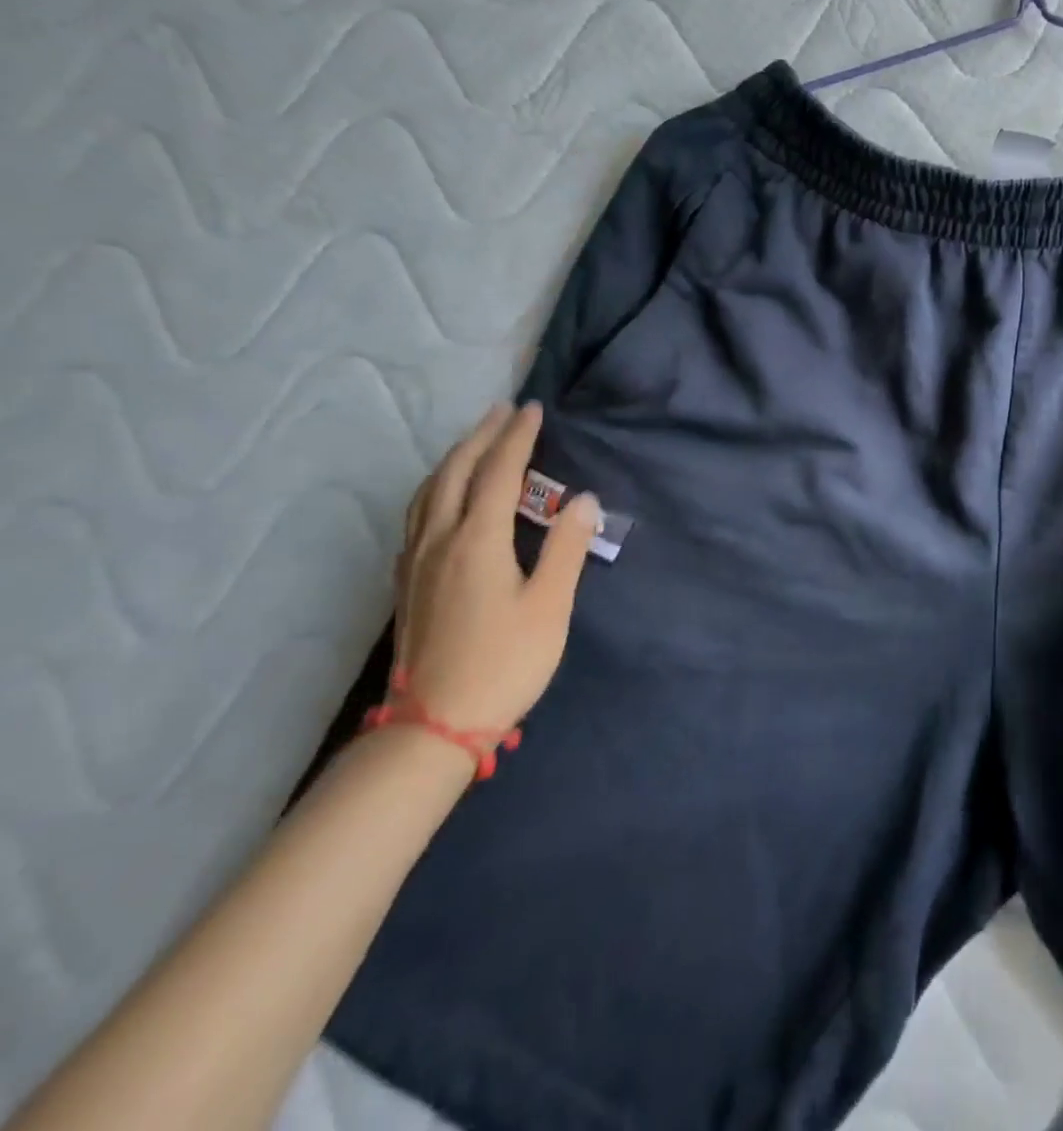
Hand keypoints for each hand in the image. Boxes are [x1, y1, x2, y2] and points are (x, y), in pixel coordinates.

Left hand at [392, 401, 599, 732]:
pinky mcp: (408, 583)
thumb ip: (567, 547)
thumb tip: (583, 499)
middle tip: (503, 412)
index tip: (533, 409)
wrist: (435, 725)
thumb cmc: (505, 661)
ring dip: (453, 459)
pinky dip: (436, 488)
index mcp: (476, 541)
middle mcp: (439, 541)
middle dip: (480, 437)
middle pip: (454, 473)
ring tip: (474, 443)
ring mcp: (416, 562)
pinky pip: (418, 515)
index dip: (517, 438)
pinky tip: (443, 499)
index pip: (497, 473)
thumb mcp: (550, 605)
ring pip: (428, 493)